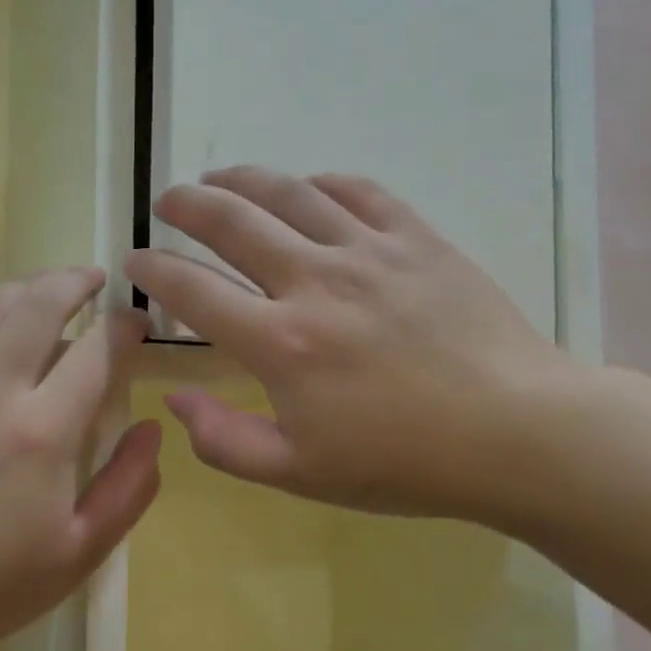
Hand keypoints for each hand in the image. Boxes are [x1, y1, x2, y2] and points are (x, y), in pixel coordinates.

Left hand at [0, 270, 161, 650]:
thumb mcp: (81, 551)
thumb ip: (129, 487)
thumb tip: (154, 429)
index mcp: (43, 430)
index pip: (97, 349)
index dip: (125, 326)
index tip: (136, 323)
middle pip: (40, 304)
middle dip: (75, 282)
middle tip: (94, 282)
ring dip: (23, 287)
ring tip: (43, 291)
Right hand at [125, 167, 585, 524]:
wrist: (516, 434)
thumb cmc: (403, 463)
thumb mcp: (299, 474)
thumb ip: (224, 440)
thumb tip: (174, 400)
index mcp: (280, 343)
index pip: (193, 291)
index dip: (153, 269)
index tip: (133, 258)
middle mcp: (315, 282)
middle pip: (232, 223)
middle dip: (187, 205)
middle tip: (167, 200)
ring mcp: (369, 252)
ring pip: (290, 194)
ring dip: (243, 179)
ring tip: (217, 177)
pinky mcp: (417, 239)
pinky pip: (359, 191)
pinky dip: (322, 183)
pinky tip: (308, 187)